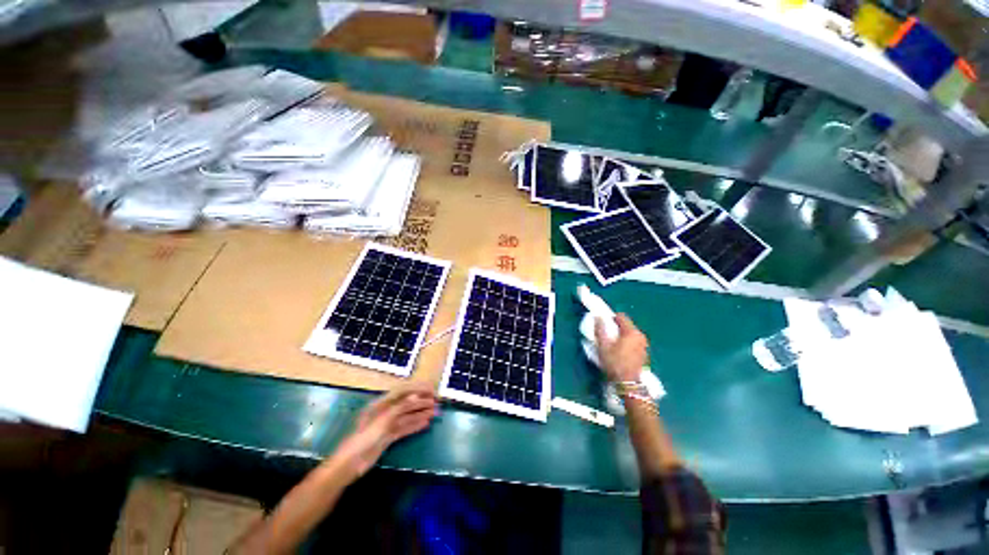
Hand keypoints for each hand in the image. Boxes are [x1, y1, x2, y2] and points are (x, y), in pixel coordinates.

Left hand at [331, 382, 437, 479]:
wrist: (349, 465)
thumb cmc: (364, 438)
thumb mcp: (383, 420)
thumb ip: (401, 407)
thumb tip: (417, 396)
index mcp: (381, 403)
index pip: (403, 391)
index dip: (418, 389)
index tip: (432, 390)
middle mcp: (385, 411)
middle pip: (406, 403)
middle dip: (422, 401)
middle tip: (437, 402)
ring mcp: (386, 425)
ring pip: (407, 416)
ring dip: (421, 413)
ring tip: (435, 412)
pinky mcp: (387, 437)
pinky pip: (404, 428)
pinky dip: (415, 425)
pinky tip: (425, 424)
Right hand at [595, 313, 647, 382]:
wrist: (628, 383)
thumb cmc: (614, 363)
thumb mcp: (603, 346)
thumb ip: (600, 330)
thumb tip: (598, 318)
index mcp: (631, 332)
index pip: (621, 316)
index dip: (611, 318)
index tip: (604, 325)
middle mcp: (640, 336)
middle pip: (627, 325)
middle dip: (617, 328)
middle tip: (607, 336)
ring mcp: (644, 345)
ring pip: (631, 334)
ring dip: (622, 335)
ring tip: (613, 345)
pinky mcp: (644, 353)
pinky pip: (634, 342)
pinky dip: (627, 343)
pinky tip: (621, 352)